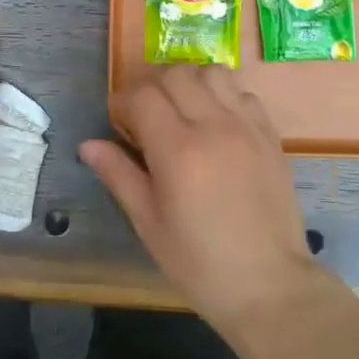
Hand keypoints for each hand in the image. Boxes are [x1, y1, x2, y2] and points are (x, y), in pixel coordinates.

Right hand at [80, 66, 321, 332]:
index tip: (119, 124)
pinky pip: (243, 92)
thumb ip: (119, 175)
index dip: (123, 103)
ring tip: (184, 113)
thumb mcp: (149, 224)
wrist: (269, 285)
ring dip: (191, 83)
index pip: (143, 96)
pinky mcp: (270, 134)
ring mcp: (246, 126)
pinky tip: (217, 125)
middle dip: (154, 88)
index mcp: (178, 150)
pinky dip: (224, 96)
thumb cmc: (200, 263)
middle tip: (147, 118)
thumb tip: (88, 145)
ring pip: (213, 72)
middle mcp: (214, 126)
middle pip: (176, 74)